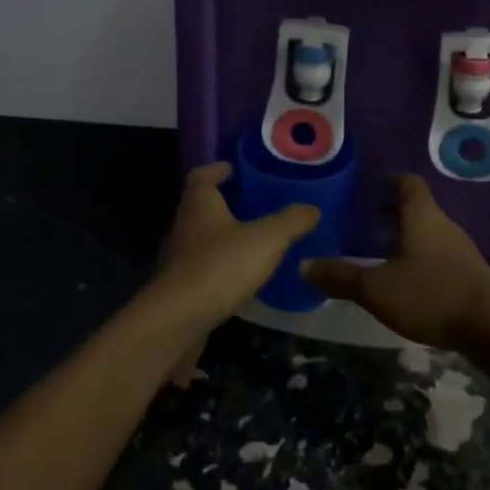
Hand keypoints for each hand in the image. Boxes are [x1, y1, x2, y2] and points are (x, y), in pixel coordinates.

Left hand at [141, 162, 318, 382]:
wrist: (178, 320)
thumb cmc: (220, 266)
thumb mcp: (266, 239)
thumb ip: (290, 221)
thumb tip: (312, 208)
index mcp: (199, 204)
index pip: (202, 176)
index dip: (218, 169)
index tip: (234, 169)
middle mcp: (183, 225)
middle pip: (200, 206)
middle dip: (224, 203)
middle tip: (253, 204)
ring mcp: (177, 259)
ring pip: (200, 238)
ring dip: (222, 237)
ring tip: (251, 241)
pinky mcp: (179, 288)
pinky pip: (201, 269)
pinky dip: (218, 267)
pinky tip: (238, 278)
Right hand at [300, 174, 489, 352]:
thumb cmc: (430, 295)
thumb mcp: (377, 289)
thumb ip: (341, 277)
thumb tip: (303, 265)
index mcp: (421, 216)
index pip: (407, 183)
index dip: (390, 181)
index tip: (373, 187)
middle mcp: (444, 225)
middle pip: (419, 208)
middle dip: (395, 213)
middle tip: (369, 222)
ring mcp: (462, 250)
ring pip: (431, 234)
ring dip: (410, 238)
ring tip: (385, 254)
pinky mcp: (472, 275)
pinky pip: (442, 257)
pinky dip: (425, 260)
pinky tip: (412, 283)